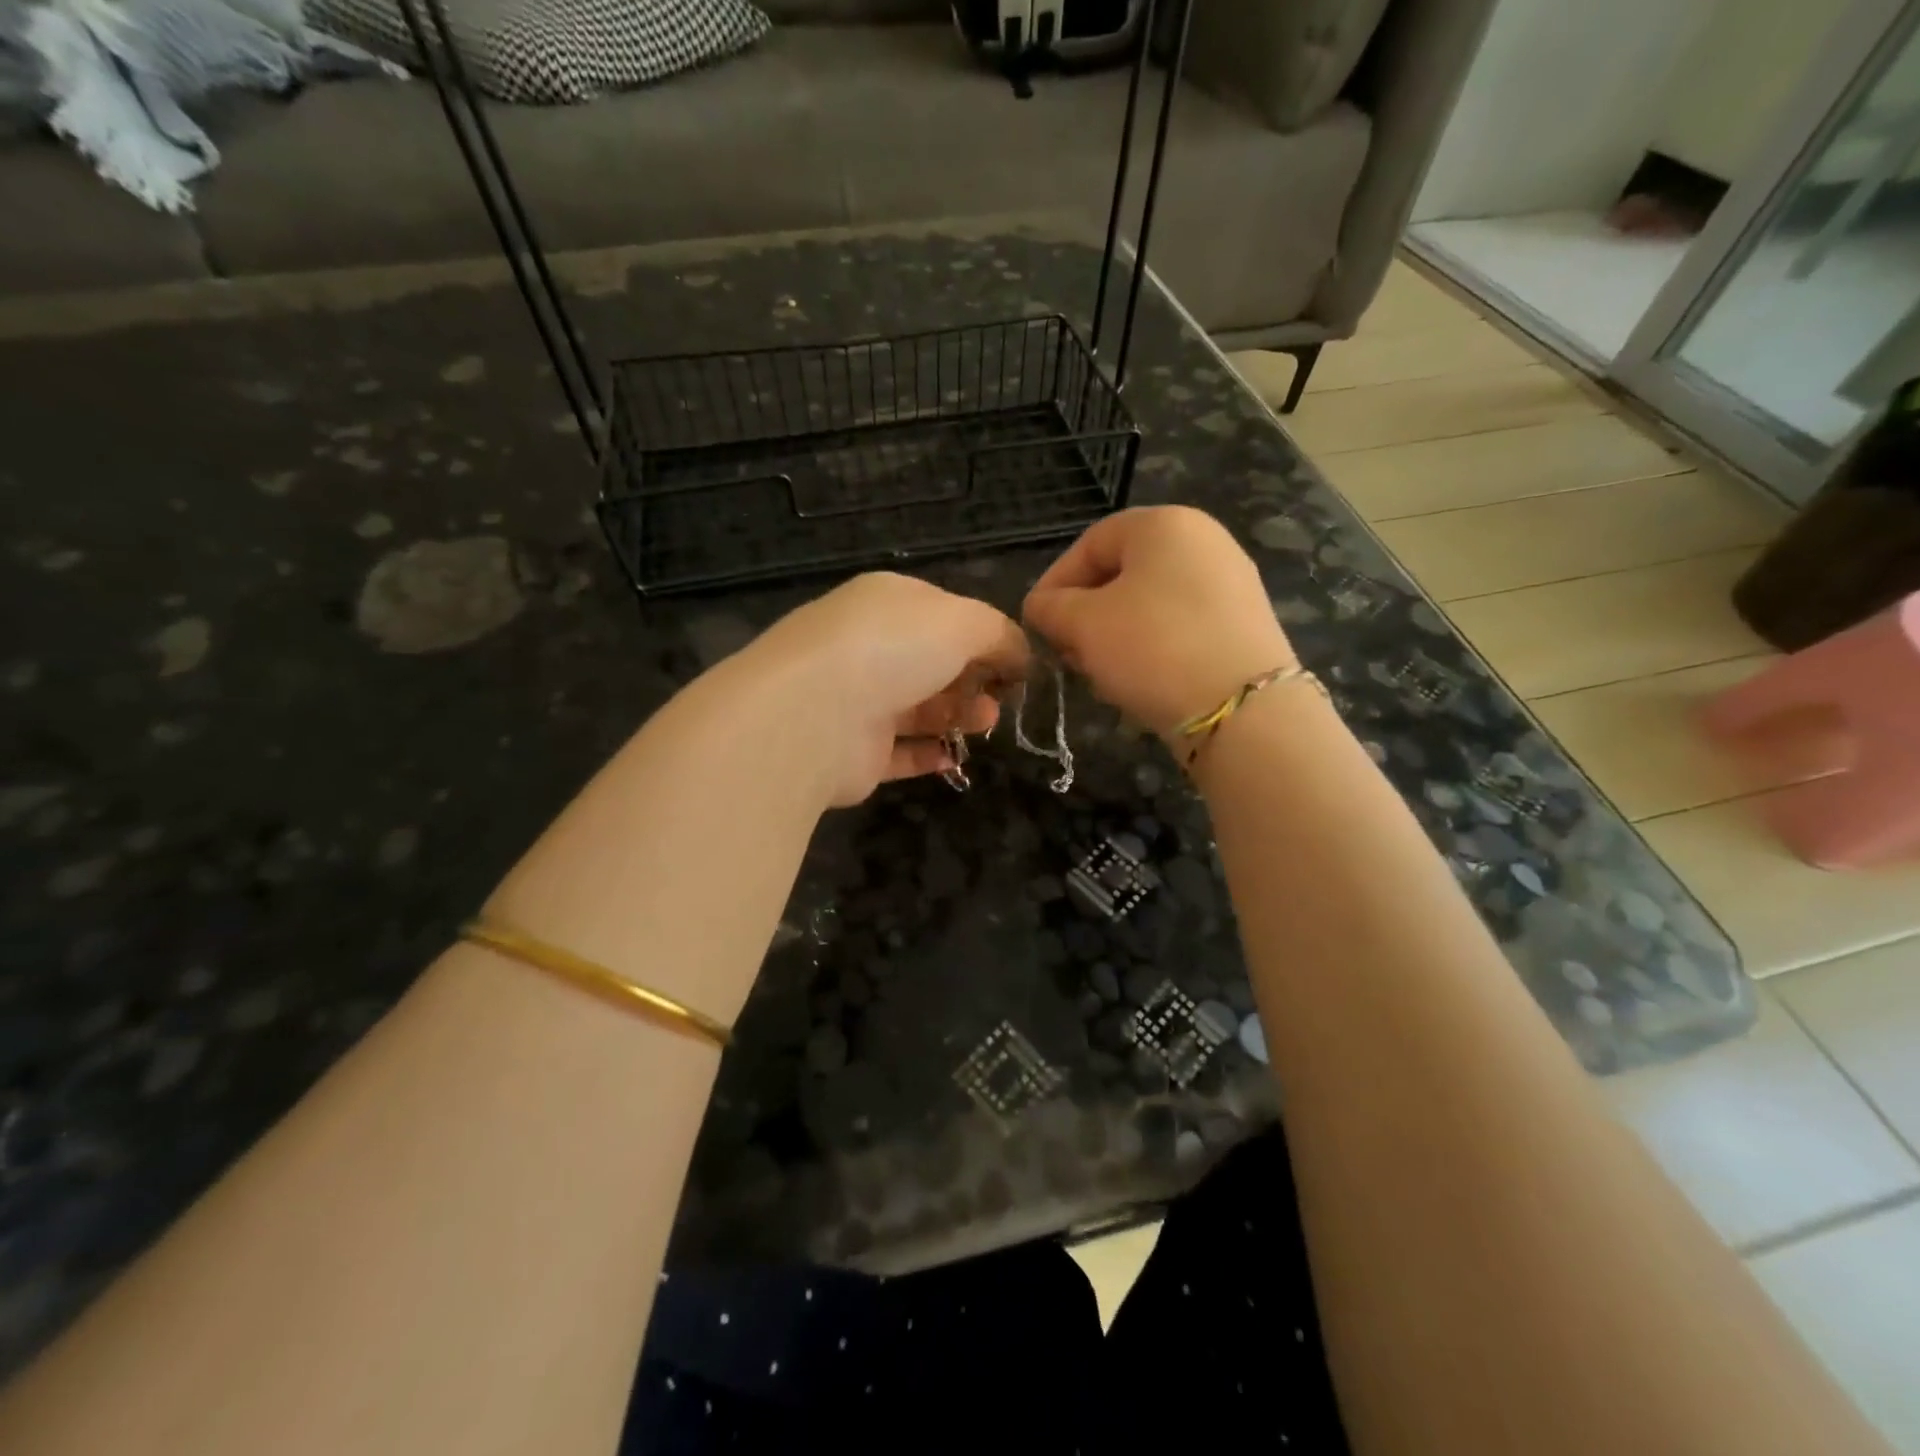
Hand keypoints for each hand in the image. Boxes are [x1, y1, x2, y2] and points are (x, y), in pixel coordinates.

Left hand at [739, 573, 1030, 805]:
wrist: (812, 715)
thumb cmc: (892, 650)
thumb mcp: (962, 621)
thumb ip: (999, 634)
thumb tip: (1020, 655)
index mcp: (887, 603)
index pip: (943, 613)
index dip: (983, 636)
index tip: (1016, 663)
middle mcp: (867, 647)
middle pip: (932, 663)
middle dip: (974, 679)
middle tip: (1003, 698)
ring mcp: (856, 700)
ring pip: (918, 707)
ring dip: (958, 715)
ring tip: (986, 723)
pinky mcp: (853, 752)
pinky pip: (899, 752)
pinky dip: (928, 755)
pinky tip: (953, 758)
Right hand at [1024, 507, 1293, 740]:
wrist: (1243, 709)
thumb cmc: (1153, 647)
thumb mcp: (1083, 624)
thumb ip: (1050, 608)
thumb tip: (1040, 607)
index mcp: (1165, 524)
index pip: (1090, 543)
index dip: (1054, 582)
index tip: (1036, 622)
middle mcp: (1204, 541)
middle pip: (1122, 573)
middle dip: (1085, 614)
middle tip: (1065, 652)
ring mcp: (1230, 583)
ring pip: (1150, 603)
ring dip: (1114, 635)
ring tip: (1097, 673)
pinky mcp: (1243, 625)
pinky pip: (1180, 626)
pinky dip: (1150, 647)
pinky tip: (1138, 680)